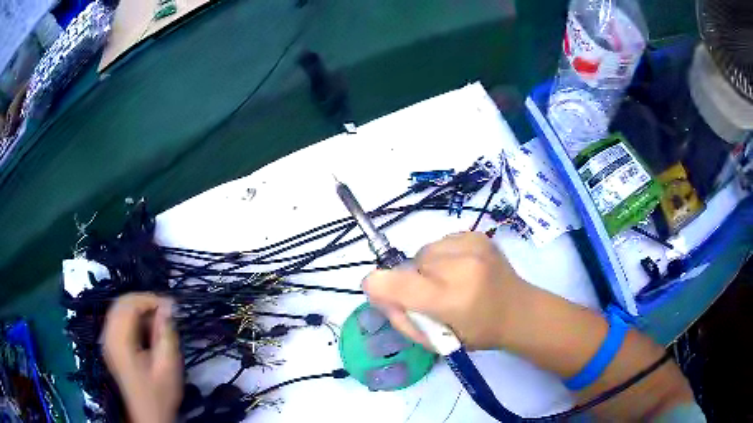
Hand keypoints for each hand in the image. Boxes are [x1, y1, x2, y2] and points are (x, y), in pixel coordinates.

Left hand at [103, 293, 182, 422]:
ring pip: (119, 310)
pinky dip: (132, 318)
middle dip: (143, 302)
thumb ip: (166, 333)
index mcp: (120, 340)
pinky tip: (146, 331)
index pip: (129, 304)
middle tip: (165, 312)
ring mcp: (107, 340)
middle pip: (121, 303)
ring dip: (138, 309)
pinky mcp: (110, 345)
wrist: (149, 414)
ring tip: (158, 321)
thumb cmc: (160, 393)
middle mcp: (108, 335)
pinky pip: (118, 320)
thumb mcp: (168, 365)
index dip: (150, 299)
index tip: (171, 306)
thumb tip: (168, 305)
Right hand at [363, 232, 533, 349]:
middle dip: (413, 281)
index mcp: (450, 298)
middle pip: (408, 265)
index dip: (378, 287)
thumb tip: (376, 290)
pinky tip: (462, 269)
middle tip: (435, 297)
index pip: (392, 283)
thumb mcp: (435, 341)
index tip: (384, 295)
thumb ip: (401, 318)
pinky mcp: (477, 235)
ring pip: (424, 251)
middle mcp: (461, 265)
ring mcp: (472, 245)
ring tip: (451, 282)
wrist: (520, 310)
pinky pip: (440, 242)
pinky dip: (442, 257)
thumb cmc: (478, 332)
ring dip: (427, 267)